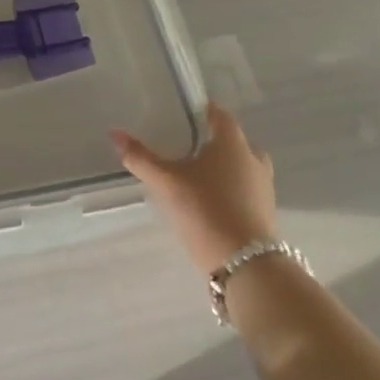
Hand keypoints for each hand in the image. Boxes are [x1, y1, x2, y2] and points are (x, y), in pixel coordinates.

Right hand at [112, 106, 277, 275]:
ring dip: (223, 168)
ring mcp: (263, 188)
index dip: (202, 112)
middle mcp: (253, 159)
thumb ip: (140, 158)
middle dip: (212, 142)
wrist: (247, 267)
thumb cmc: (206, 210)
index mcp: (232, 143)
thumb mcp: (167, 182)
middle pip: (233, 141)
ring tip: (195, 176)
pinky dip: (230, 190)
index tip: (182, 115)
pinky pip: (245, 190)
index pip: (220, 115)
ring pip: (241, 167)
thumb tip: (113, 133)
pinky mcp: (265, 214)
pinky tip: (209, 201)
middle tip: (185, 147)